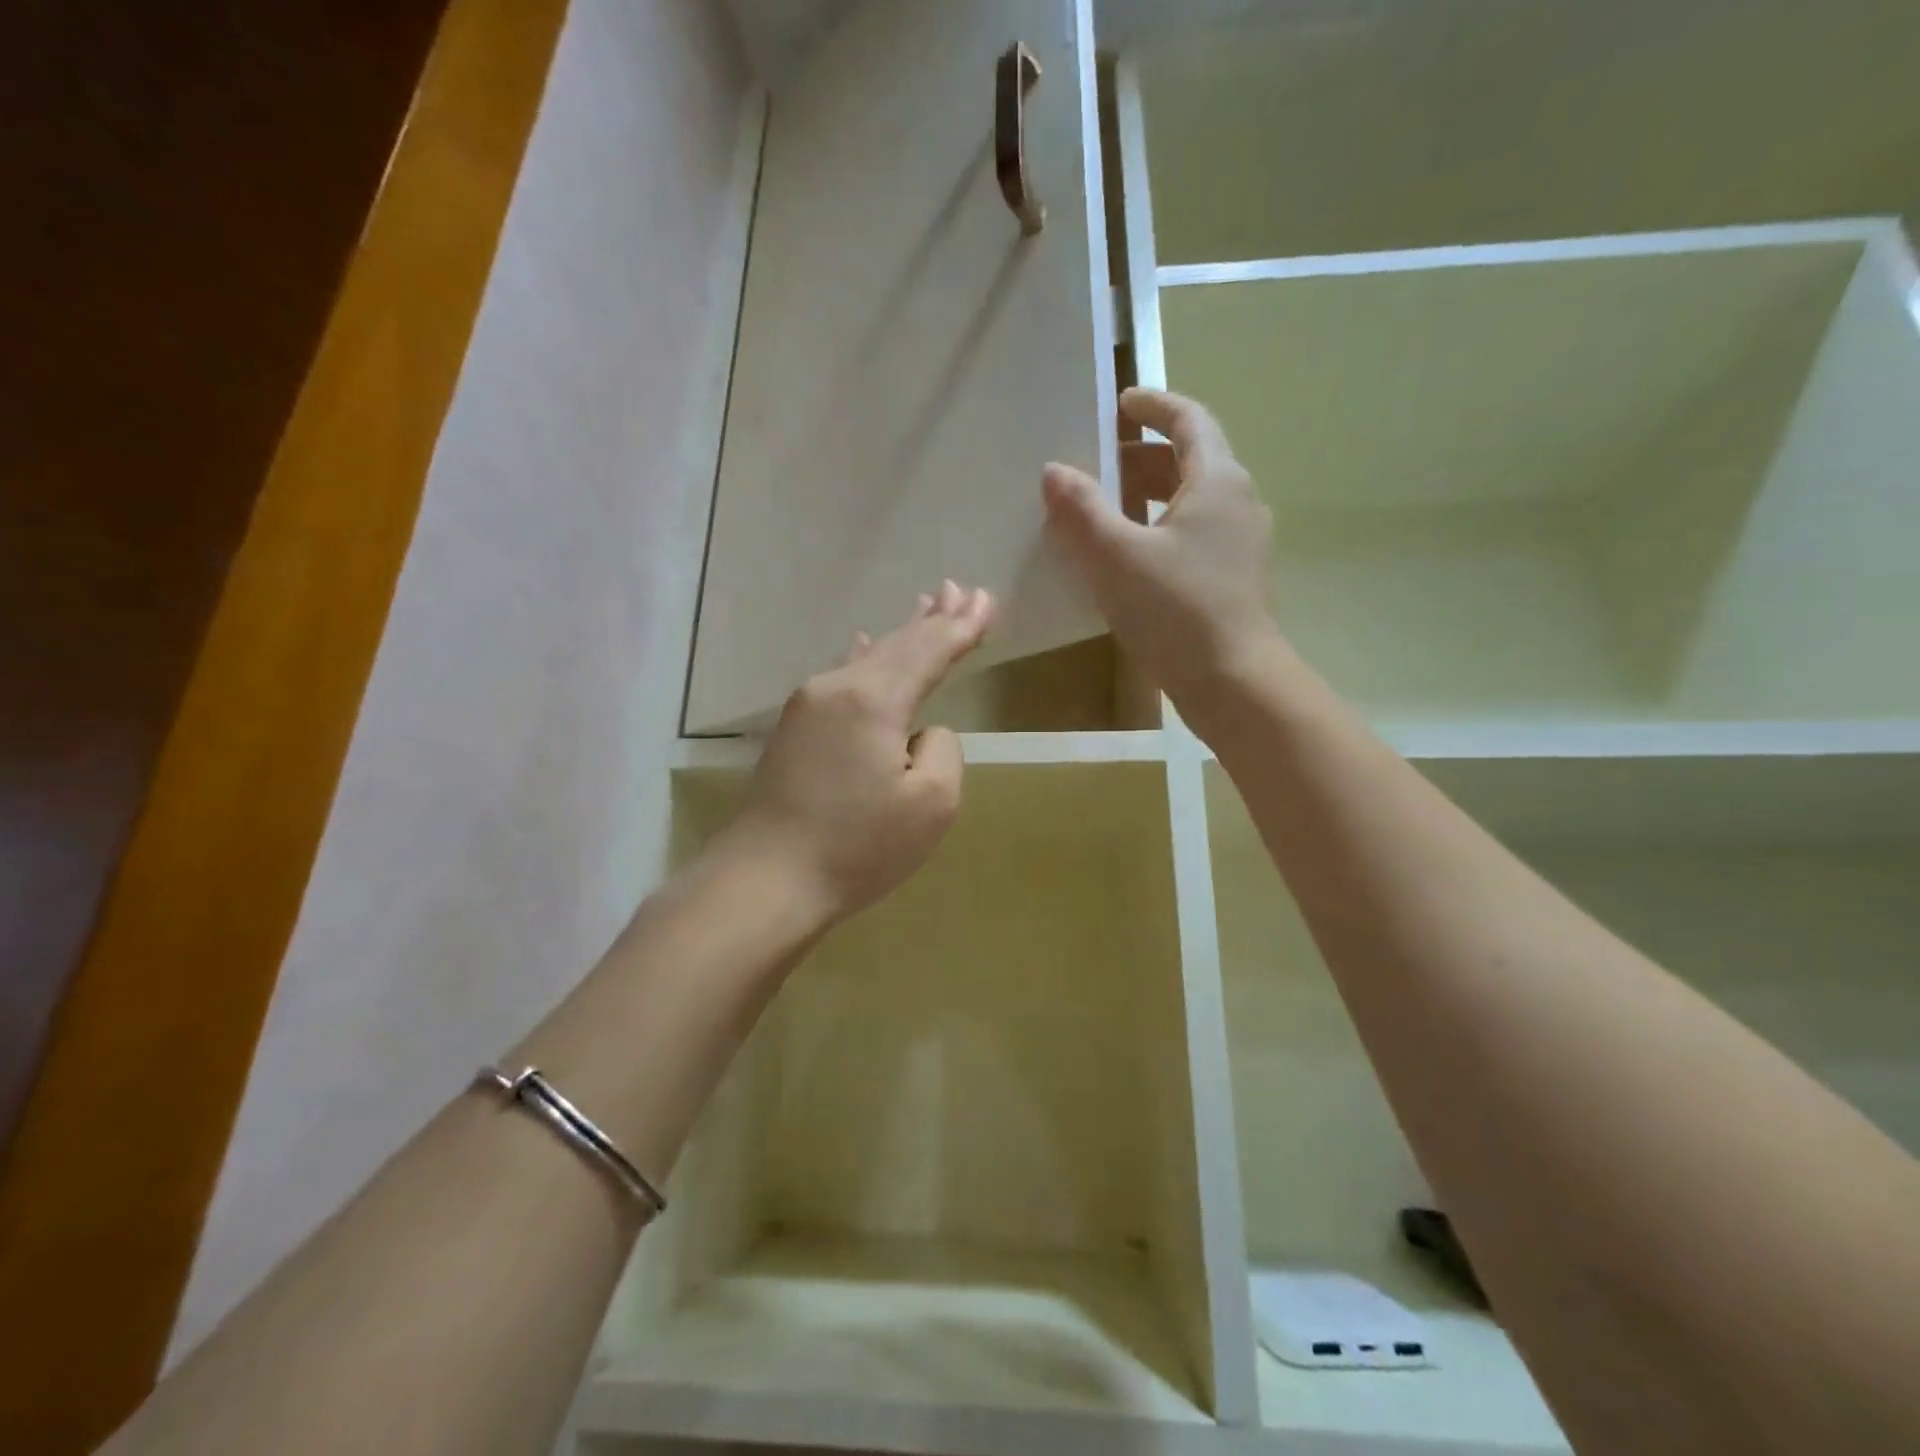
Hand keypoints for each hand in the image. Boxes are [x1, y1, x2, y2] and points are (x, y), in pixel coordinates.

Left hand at [715, 581, 995, 926]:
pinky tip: (862, 642)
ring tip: (926, 604)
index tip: (987, 601)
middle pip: (897, 644)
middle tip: (963, 590)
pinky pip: (842, 676)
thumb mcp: (931, 805)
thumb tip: (921, 733)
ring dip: (902, 633)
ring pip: (868, 657)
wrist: (766, 878)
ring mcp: (809, 705)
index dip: (961, 627)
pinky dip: (865, 657)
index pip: (929, 651)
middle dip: (934, 618)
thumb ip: (942, 751)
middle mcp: (838, 687)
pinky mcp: (795, 728)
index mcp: (874, 699)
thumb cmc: (857, 846)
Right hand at [1042, 386, 1280, 734]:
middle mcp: (1239, 503)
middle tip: (1100, 462)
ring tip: (1107, 509)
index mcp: (1218, 481)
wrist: (1234, 682)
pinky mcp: (1234, 579)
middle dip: (1144, 456)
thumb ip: (1082, 509)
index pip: (1189, 420)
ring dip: (1151, 495)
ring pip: (1192, 502)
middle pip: (1191, 461)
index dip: (1153, 405)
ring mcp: (1241, 544)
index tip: (1120, 403)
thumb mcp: (1116, 556)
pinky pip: (1194, 535)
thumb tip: (1054, 471)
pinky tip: (1130, 557)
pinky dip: (1161, 529)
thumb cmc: (1176, 609)